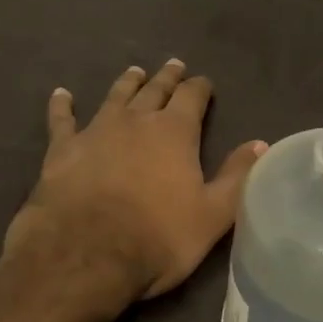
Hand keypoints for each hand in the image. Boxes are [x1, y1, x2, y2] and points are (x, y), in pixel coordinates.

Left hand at [3, 60, 267, 308]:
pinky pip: (62, 120)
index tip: (204, 82)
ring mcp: (95, 131)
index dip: (200, 88)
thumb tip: (260, 143)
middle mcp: (136, 121)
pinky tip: (62, 95)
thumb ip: (236, 176)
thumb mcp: (212, 215)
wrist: (84, 256)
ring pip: (115, 97)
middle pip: (155, 90)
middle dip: (167, 78)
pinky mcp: (62, 150)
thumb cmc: (157, 238)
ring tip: (134, 71)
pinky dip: (62, 106)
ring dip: (127, 83)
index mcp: (175, 132)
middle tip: (173, 65)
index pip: (192, 97)